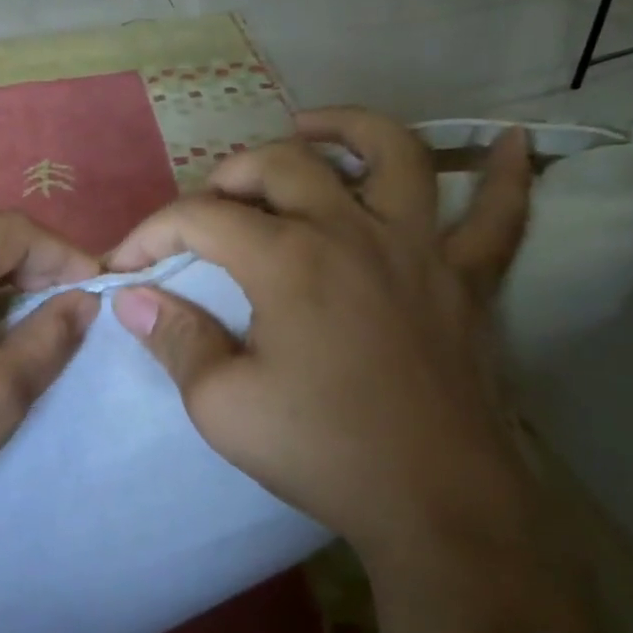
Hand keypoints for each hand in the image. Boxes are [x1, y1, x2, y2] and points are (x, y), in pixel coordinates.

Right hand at [105, 108, 533, 563]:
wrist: (438, 504)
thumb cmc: (322, 451)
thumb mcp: (221, 405)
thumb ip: (175, 340)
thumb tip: (133, 299)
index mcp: (288, 262)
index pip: (199, 218)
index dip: (150, 234)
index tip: (125, 267)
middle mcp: (353, 233)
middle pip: (284, 164)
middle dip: (231, 174)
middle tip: (208, 208)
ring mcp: (420, 250)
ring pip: (392, 154)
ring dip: (347, 129)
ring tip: (311, 129)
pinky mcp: (469, 281)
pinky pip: (499, 215)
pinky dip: (502, 175)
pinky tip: (507, 142)